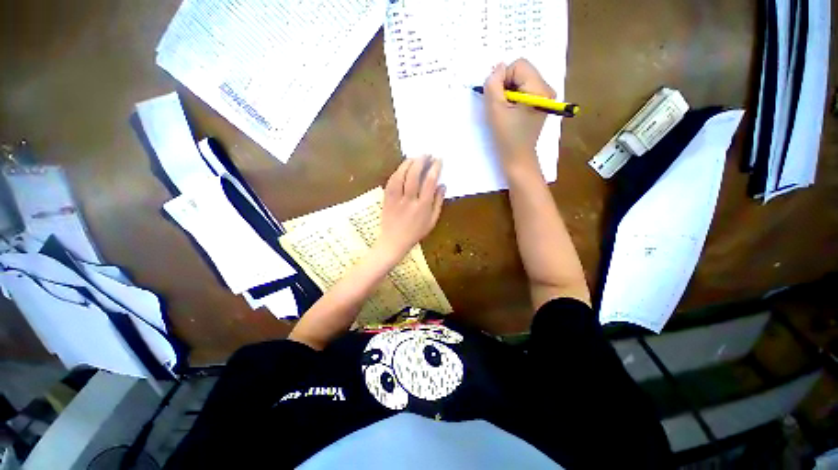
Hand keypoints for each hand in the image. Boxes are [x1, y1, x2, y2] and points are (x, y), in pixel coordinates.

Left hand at [377, 155, 444, 259]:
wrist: (394, 241)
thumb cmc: (416, 233)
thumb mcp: (432, 221)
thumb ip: (438, 203)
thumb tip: (443, 185)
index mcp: (423, 206)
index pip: (429, 182)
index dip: (434, 168)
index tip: (438, 160)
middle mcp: (409, 200)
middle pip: (414, 175)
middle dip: (421, 161)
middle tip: (426, 154)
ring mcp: (396, 199)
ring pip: (401, 176)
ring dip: (408, 163)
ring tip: (415, 157)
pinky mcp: (386, 199)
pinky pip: (391, 182)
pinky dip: (397, 172)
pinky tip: (402, 167)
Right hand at [484, 59, 554, 163]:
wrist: (517, 158)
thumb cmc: (507, 137)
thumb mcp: (495, 109)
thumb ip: (493, 84)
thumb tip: (497, 67)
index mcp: (540, 89)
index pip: (519, 65)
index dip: (503, 78)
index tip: (498, 98)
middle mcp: (547, 89)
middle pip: (522, 71)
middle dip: (506, 85)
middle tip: (501, 106)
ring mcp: (544, 96)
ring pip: (521, 80)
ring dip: (508, 92)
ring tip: (505, 111)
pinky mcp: (540, 103)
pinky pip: (524, 90)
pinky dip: (513, 97)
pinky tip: (510, 112)